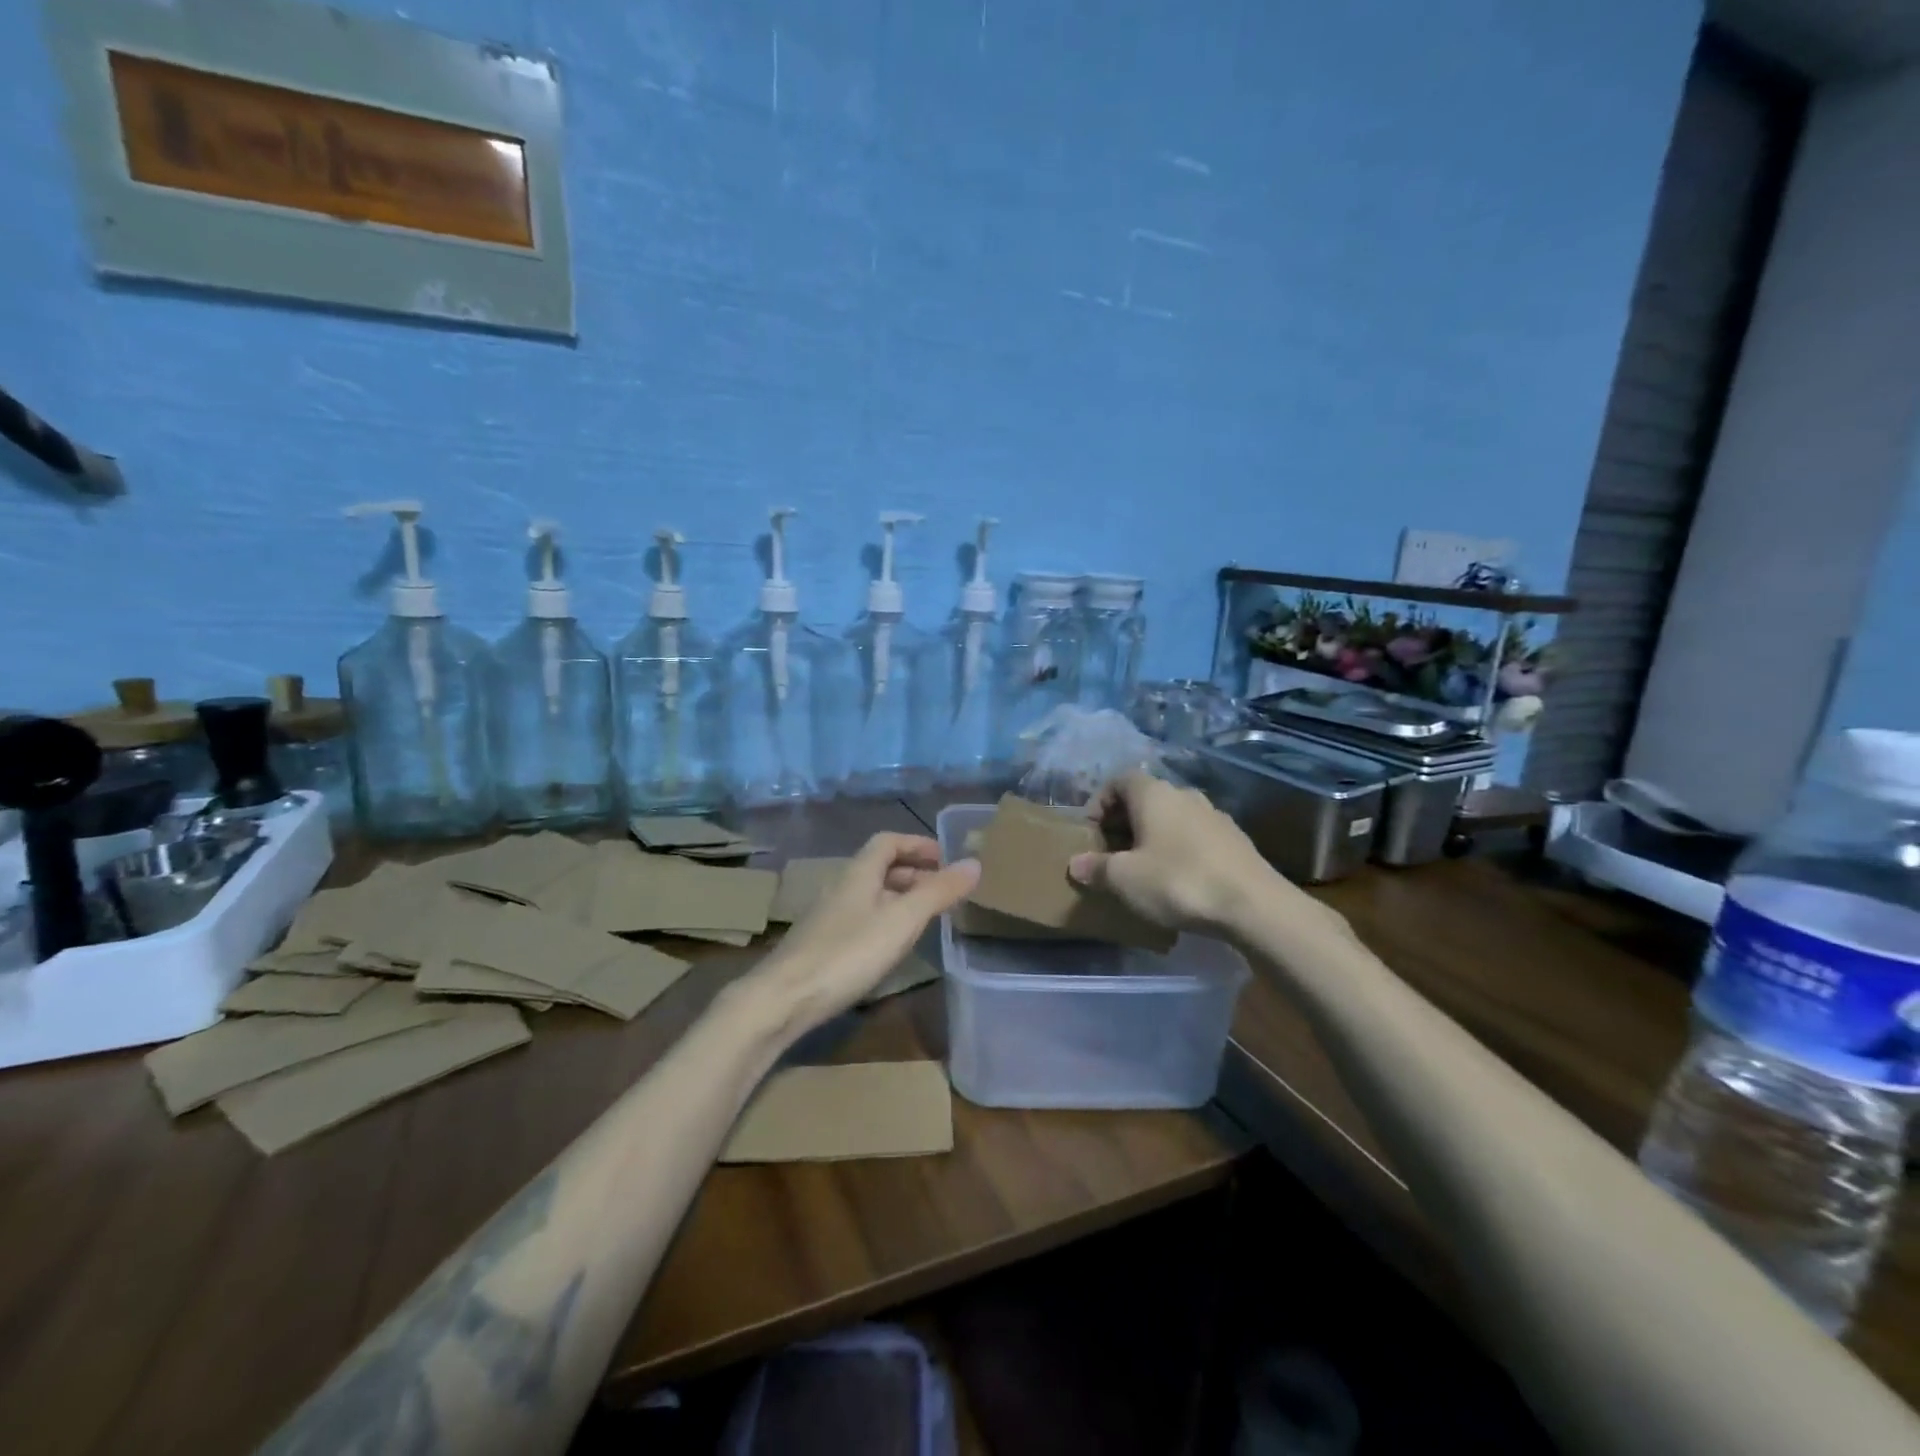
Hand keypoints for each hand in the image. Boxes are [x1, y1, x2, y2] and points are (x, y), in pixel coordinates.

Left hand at [750, 833, 978, 1034]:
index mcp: (858, 872)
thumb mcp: (902, 920)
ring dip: (898, 897)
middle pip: (878, 867)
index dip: (916, 844)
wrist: (784, 999)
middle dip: (912, 872)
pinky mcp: (820, 944)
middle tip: (941, 889)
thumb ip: (938, 892)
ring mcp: (827, 916)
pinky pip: (860, 918)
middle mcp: (840, 887)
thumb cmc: (848, 953)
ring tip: (923, 917)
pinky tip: (891, 946)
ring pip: (869, 894)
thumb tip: (974, 863)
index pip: (887, 842)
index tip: (944, 857)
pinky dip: (883, 920)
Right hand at [1069, 771, 1345, 941]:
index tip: (1091, 831)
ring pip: (1172, 818)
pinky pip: (1195, 837)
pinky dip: (1179, 850)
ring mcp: (1214, 816)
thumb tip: (1076, 863)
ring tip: (1143, 869)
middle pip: (1145, 798)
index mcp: (1154, 794)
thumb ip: (1097, 868)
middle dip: (1124, 822)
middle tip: (1111, 853)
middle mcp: (1184, 794)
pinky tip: (1178, 880)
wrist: (1254, 905)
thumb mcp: (1125, 879)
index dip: (1100, 801)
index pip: (1119, 780)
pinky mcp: (1235, 840)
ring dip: (1153, 836)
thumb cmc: (1178, 881)